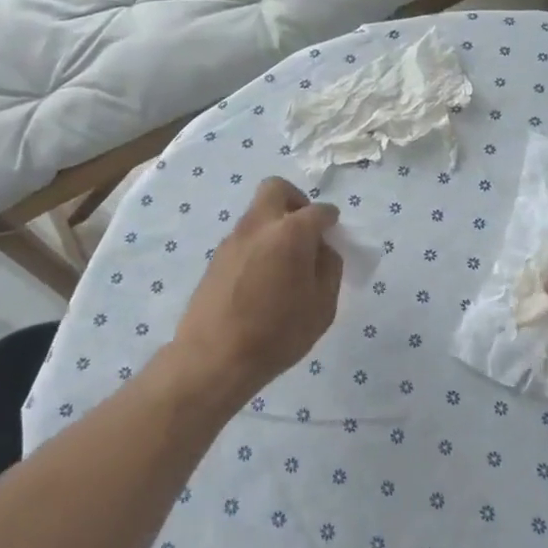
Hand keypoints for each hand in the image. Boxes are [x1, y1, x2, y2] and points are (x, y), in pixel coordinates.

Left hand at [169, 178, 341, 404]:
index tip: (334, 233)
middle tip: (306, 230)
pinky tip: (264, 277)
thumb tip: (322, 249)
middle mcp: (259, 225)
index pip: (318, 211)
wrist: (214, 358)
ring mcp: (233, 239)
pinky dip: (259, 243)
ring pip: (258, 212)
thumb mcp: (322, 307)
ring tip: (286, 261)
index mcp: (291, 233)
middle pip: (276, 189)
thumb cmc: (277, 334)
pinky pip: (245, 236)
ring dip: (275, 224)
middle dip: (296, 201)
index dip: (330, 220)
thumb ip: (329, 269)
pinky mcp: (216, 257)